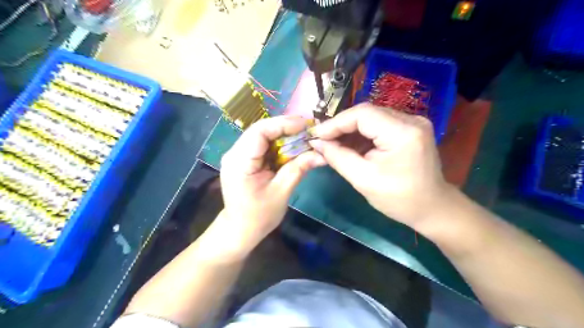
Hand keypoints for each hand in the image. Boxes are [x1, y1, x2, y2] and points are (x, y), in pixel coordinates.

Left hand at [220, 117, 326, 252]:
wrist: (240, 230)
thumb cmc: (259, 216)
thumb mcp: (281, 192)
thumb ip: (299, 169)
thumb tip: (321, 154)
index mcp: (239, 161)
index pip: (260, 131)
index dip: (283, 124)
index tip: (306, 125)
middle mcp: (234, 153)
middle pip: (260, 130)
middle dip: (285, 128)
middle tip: (308, 130)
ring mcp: (237, 155)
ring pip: (262, 136)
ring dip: (283, 135)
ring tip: (303, 137)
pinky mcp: (243, 160)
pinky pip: (261, 145)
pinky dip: (278, 144)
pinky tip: (291, 147)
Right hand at [310, 104, 450, 229]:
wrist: (432, 207)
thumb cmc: (399, 199)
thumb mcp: (363, 180)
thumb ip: (338, 157)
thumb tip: (317, 143)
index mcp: (403, 133)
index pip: (362, 114)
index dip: (336, 123)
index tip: (316, 135)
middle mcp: (411, 120)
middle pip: (367, 113)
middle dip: (341, 126)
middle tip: (322, 140)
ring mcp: (413, 122)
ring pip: (371, 118)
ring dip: (350, 130)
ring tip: (333, 144)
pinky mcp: (410, 128)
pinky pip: (379, 125)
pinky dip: (361, 134)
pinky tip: (350, 145)